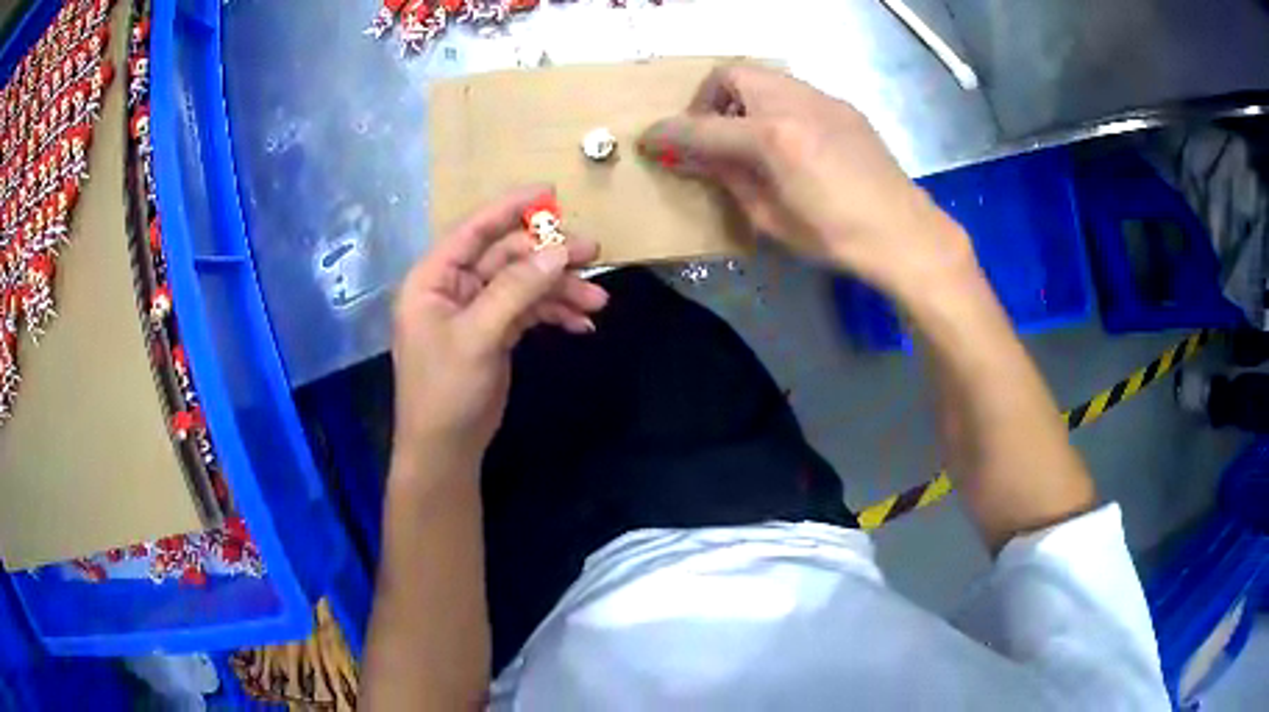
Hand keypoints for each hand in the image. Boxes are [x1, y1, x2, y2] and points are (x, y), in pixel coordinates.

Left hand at [391, 186, 607, 471]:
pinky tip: (581, 325)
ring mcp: (476, 310)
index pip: (473, 230)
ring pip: (524, 285)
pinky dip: (554, 314)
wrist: (446, 449)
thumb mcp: (479, 336)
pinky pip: (528, 311)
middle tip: (594, 253)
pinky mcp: (494, 332)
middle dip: (550, 257)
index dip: (510, 208)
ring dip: (560, 290)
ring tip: (598, 302)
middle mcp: (454, 287)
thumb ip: (517, 289)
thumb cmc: (447, 390)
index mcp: (434, 279)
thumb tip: (559, 251)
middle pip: (507, 257)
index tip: (550, 192)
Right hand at [639, 64, 975, 299]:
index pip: (703, 127)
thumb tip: (694, 158)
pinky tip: (785, 139)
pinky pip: (792, 90)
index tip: (649, 141)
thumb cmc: (837, 238)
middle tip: (710, 134)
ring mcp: (822, 99)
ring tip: (746, 135)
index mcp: (773, 137)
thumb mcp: (771, 218)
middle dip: (707, 99)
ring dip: (741, 98)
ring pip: (763, 75)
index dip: (669, 134)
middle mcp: (794, 103)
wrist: (905, 233)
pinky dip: (772, 104)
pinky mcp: (841, 105)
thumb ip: (728, 178)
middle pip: (731, 74)